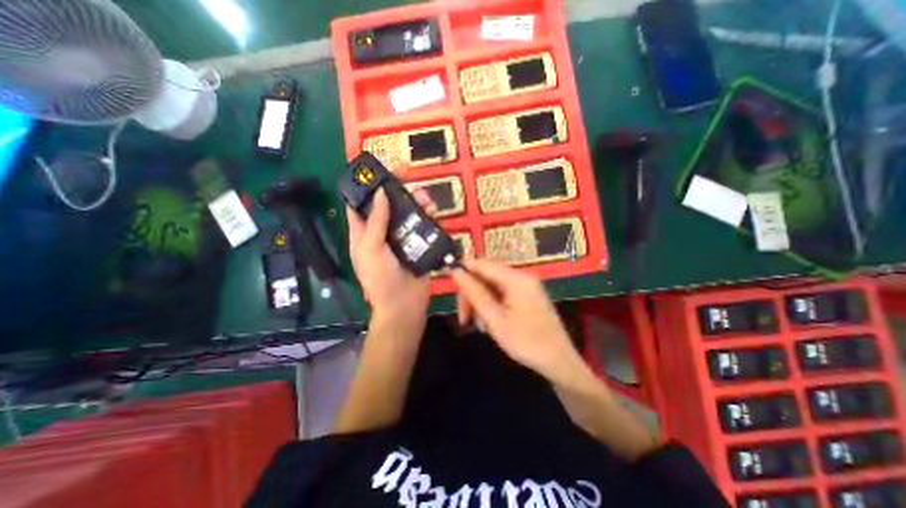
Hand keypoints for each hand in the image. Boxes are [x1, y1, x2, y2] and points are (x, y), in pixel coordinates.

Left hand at [343, 178, 433, 327]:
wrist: (403, 304)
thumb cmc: (380, 278)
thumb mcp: (371, 248)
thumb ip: (375, 220)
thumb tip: (379, 193)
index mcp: (363, 232)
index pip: (361, 202)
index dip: (368, 185)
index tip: (381, 170)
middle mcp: (382, 231)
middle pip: (388, 204)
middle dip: (397, 188)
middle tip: (409, 174)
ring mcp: (401, 237)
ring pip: (408, 212)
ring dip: (416, 201)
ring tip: (425, 197)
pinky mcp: (418, 244)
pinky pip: (423, 226)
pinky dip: (428, 216)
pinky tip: (433, 211)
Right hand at [451, 257, 587, 383]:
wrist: (559, 362)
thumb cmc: (527, 343)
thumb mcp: (495, 320)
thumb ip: (474, 293)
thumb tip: (455, 270)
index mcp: (516, 278)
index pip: (481, 263)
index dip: (462, 270)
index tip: (447, 283)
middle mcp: (521, 276)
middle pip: (485, 275)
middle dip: (471, 294)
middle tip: (464, 319)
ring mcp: (524, 286)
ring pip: (490, 286)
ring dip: (480, 303)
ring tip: (481, 326)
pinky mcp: (525, 295)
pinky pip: (500, 294)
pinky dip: (490, 306)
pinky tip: (490, 324)